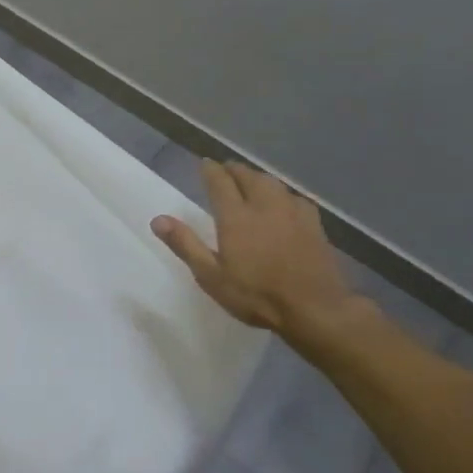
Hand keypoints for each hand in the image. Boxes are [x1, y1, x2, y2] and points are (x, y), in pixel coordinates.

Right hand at [151, 159, 364, 334]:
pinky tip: (283, 202)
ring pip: (271, 182)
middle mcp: (263, 204)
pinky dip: (281, 193)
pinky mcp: (313, 222)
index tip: (204, 164)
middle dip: (233, 170)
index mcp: (236, 216)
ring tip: (250, 181)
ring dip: (257, 177)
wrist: (314, 308)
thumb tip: (158, 219)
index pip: (220, 181)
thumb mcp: (211, 276)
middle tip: (225, 170)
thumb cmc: (256, 294)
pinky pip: (293, 197)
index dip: (210, 170)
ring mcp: (291, 211)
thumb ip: (186, 245)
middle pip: (247, 176)